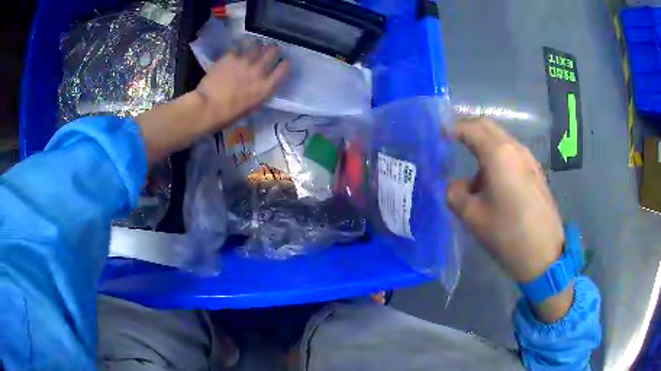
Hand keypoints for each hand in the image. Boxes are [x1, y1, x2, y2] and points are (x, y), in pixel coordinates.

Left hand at [195, 44, 289, 133]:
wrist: (208, 107)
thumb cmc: (228, 115)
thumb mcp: (251, 108)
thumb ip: (259, 93)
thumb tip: (260, 86)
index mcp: (265, 87)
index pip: (283, 69)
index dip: (285, 64)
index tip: (284, 62)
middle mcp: (258, 71)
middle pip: (272, 53)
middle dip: (274, 50)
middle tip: (273, 49)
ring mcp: (244, 62)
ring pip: (256, 47)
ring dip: (258, 46)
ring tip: (256, 46)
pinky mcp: (230, 57)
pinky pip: (237, 49)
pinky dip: (239, 49)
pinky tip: (237, 50)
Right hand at [446, 119, 563, 283]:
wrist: (544, 254)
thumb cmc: (507, 233)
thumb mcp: (472, 216)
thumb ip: (455, 193)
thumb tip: (456, 185)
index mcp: (498, 154)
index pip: (471, 128)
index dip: (452, 129)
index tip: (439, 136)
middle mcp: (515, 149)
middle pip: (488, 127)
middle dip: (468, 130)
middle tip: (452, 142)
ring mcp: (529, 159)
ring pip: (501, 140)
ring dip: (484, 146)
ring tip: (473, 174)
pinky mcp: (536, 172)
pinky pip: (512, 154)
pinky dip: (497, 157)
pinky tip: (493, 183)